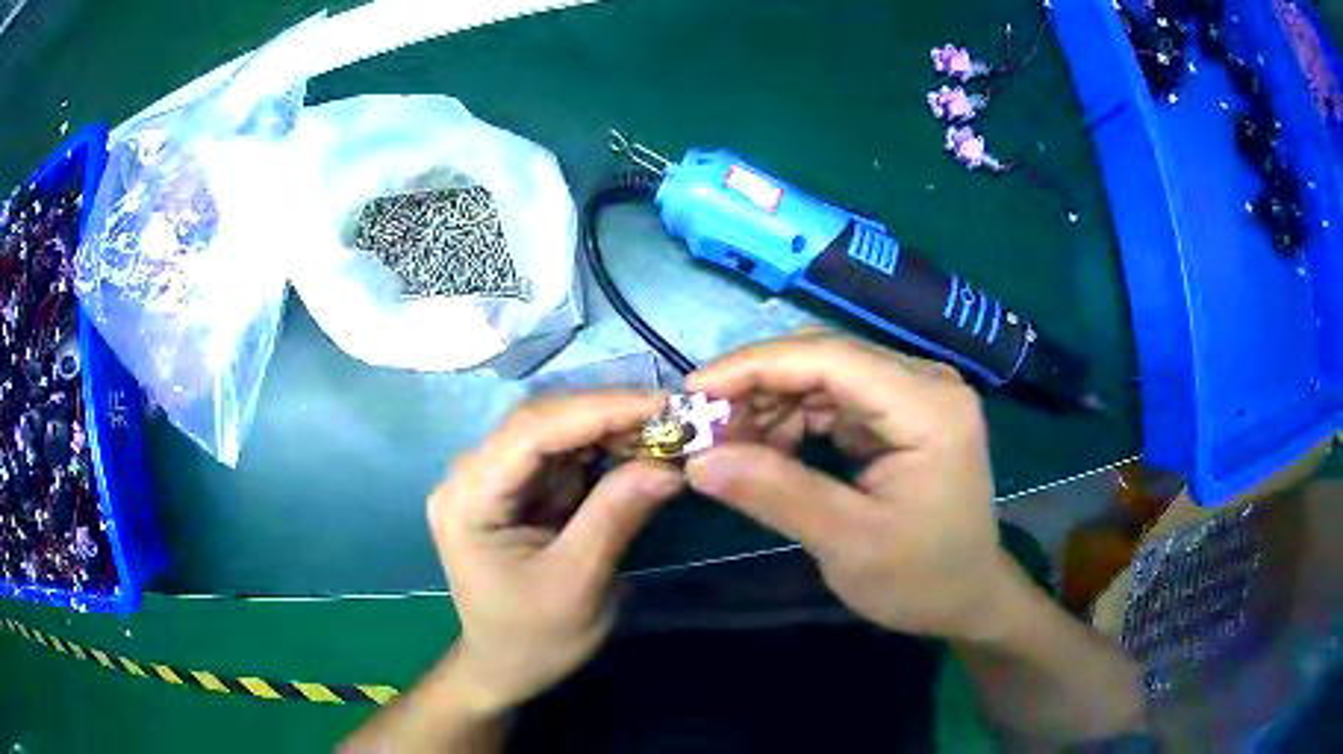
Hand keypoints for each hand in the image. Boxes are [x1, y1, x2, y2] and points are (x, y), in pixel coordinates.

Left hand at [427, 391, 682, 713]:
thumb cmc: (533, 638)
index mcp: (468, 499)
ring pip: (557, 429)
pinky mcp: (520, 487)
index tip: (664, 406)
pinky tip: (644, 448)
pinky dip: (608, 447)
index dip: (598, 410)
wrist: (508, 667)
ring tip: (671, 431)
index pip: (530, 432)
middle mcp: (473, 474)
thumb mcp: (577, 586)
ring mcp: (495, 478)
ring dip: (614, 426)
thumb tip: (670, 465)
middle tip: (679, 417)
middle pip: (542, 421)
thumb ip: (615, 518)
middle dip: (610, 413)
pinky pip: (566, 452)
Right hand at [685, 333, 1013, 640]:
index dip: (756, 366)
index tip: (694, 391)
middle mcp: (926, 383)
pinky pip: (836, 398)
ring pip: (825, 375)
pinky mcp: (902, 413)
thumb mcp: (847, 543)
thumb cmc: (921, 578)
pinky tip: (768, 448)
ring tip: (730, 444)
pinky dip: (795, 419)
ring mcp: (915, 395)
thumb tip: (696, 461)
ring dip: (773, 403)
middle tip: (705, 427)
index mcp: (928, 406)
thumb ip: (775, 494)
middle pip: (827, 357)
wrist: (968, 597)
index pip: (832, 357)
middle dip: (759, 386)